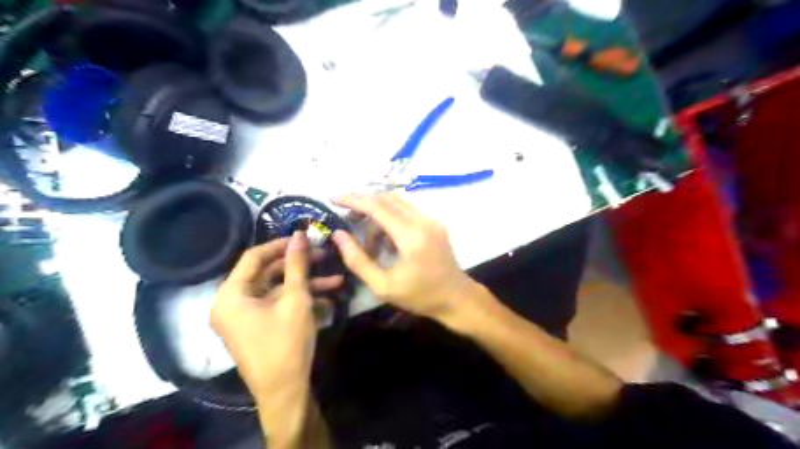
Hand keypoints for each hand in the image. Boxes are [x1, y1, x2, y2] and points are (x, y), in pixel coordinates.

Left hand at [210, 232, 340, 400]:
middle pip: (267, 273)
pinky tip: (327, 302)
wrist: (284, 392)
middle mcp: (232, 303)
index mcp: (231, 295)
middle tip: (324, 256)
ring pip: (277, 290)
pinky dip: (299, 301)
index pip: (253, 257)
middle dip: (299, 266)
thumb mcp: (296, 300)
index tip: (304, 238)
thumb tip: (299, 235)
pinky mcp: (257, 327)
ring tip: (337, 281)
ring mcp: (245, 317)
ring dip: (306, 285)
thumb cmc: (286, 342)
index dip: (280, 244)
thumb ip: (297, 265)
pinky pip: (277, 306)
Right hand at [333, 195, 474, 319]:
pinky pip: (408, 210)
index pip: (377, 206)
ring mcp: (431, 220)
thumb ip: (358, 260)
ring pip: (397, 202)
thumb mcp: (383, 286)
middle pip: (387, 198)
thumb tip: (339, 235)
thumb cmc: (420, 296)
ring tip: (365, 235)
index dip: (353, 200)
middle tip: (347, 218)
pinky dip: (391, 217)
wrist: (457, 298)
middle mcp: (423, 221)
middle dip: (363, 203)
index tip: (334, 199)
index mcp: (410, 236)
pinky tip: (385, 238)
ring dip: (378, 211)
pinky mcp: (435, 223)